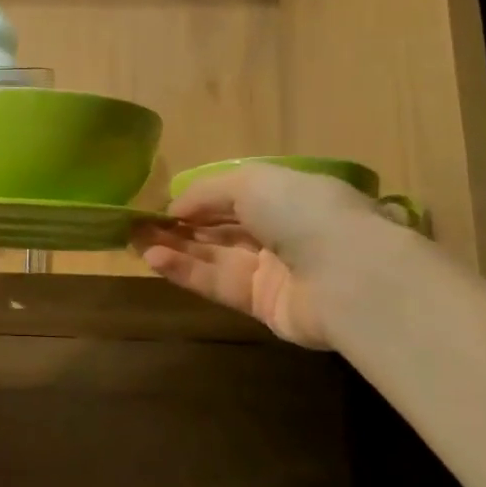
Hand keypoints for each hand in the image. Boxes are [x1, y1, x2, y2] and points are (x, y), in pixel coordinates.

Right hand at [132, 165, 387, 347]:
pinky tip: (154, 259)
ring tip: (136, 242)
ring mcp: (272, 270)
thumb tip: (174, 208)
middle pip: (220, 230)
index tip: (160, 205)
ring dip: (176, 249)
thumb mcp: (252, 182)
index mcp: (286, 196)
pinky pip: (218, 284)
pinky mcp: (263, 305)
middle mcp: (280, 232)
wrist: (349, 276)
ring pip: (214, 258)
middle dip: (180, 226)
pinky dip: (187, 271)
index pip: (233, 197)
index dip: (197, 200)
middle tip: (137, 225)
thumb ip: (208, 192)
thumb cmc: (303, 212)